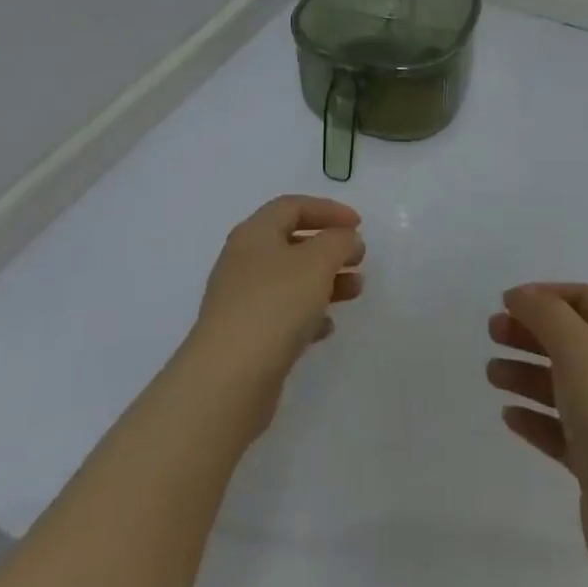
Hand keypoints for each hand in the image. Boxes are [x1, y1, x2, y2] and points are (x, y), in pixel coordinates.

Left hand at [186, 196, 364, 433]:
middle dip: (329, 248)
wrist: (228, 379)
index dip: (328, 209)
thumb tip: (345, 239)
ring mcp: (242, 301)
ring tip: (355, 291)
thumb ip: (338, 241)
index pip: (292, 206)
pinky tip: (327, 327)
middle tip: (359, 258)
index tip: (359, 225)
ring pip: (290, 280)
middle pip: (291, 242)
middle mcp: (244, 261)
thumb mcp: (317, 262)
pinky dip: (308, 314)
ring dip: (325, 280)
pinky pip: (282, 314)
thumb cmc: (275, 305)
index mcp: (255, 234)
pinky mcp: (246, 336)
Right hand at [487, 283, 587, 574]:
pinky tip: (508, 416)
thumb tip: (521, 295)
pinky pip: (560, 429)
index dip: (547, 294)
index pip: (586, 299)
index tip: (508, 301)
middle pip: (571, 340)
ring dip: (526, 373)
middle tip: (492, 333)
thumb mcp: (577, 347)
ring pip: (562, 385)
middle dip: (530, 332)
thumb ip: (545, 313)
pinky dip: (534, 418)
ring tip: (491, 375)